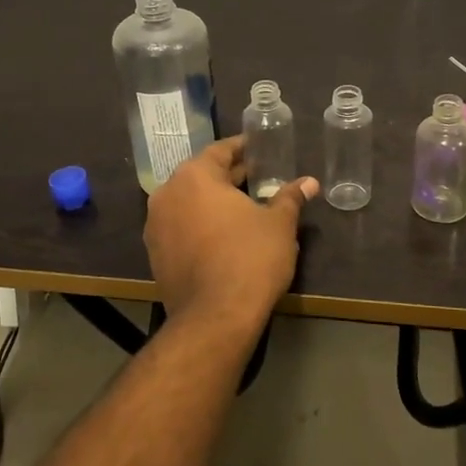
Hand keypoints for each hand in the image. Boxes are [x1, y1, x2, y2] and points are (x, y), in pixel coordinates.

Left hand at [144, 138, 317, 336]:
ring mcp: (156, 227)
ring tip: (244, 207)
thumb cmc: (250, 258)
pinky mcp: (156, 255)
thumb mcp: (278, 225)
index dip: (243, 149)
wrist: (215, 317)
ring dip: (214, 202)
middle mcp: (167, 195)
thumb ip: (290, 198)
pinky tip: (225, 236)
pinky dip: (201, 225)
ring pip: (189, 203)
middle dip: (230, 177)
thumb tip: (309, 183)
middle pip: (202, 176)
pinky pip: (182, 228)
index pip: (220, 151)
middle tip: (259, 177)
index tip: (260, 149)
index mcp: (194, 177)